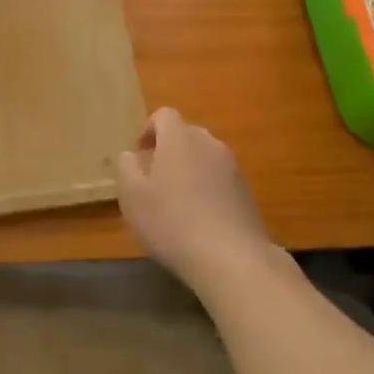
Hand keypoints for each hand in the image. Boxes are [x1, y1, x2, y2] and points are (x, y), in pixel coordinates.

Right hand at [116, 108, 274, 292]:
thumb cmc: (172, 222)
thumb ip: (127, 167)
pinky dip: (208, 189)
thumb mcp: (132, 196)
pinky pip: (220, 179)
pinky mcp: (246, 191)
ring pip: (204, 157)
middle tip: (154, 180)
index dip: (149, 130)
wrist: (231, 258)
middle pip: (186, 134)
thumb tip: (131, 155)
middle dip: (169, 150)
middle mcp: (209, 143)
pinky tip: (200, 220)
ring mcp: (232, 167)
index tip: (139, 156)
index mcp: (179, 138)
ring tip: (177, 203)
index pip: (164, 115)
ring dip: (189, 170)